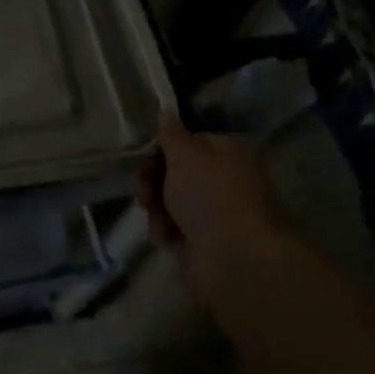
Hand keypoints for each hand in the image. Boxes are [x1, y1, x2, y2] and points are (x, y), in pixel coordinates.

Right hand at [136, 117, 288, 307]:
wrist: (232, 259)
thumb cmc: (209, 194)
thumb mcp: (184, 153)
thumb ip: (170, 133)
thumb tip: (167, 113)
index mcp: (231, 152)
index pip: (192, 142)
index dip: (165, 148)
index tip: (145, 156)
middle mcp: (228, 181)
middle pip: (180, 173)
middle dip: (154, 178)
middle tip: (142, 186)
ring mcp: (219, 214)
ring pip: (174, 201)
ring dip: (156, 204)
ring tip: (150, 211)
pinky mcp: (207, 243)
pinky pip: (177, 228)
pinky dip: (166, 230)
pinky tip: (164, 235)